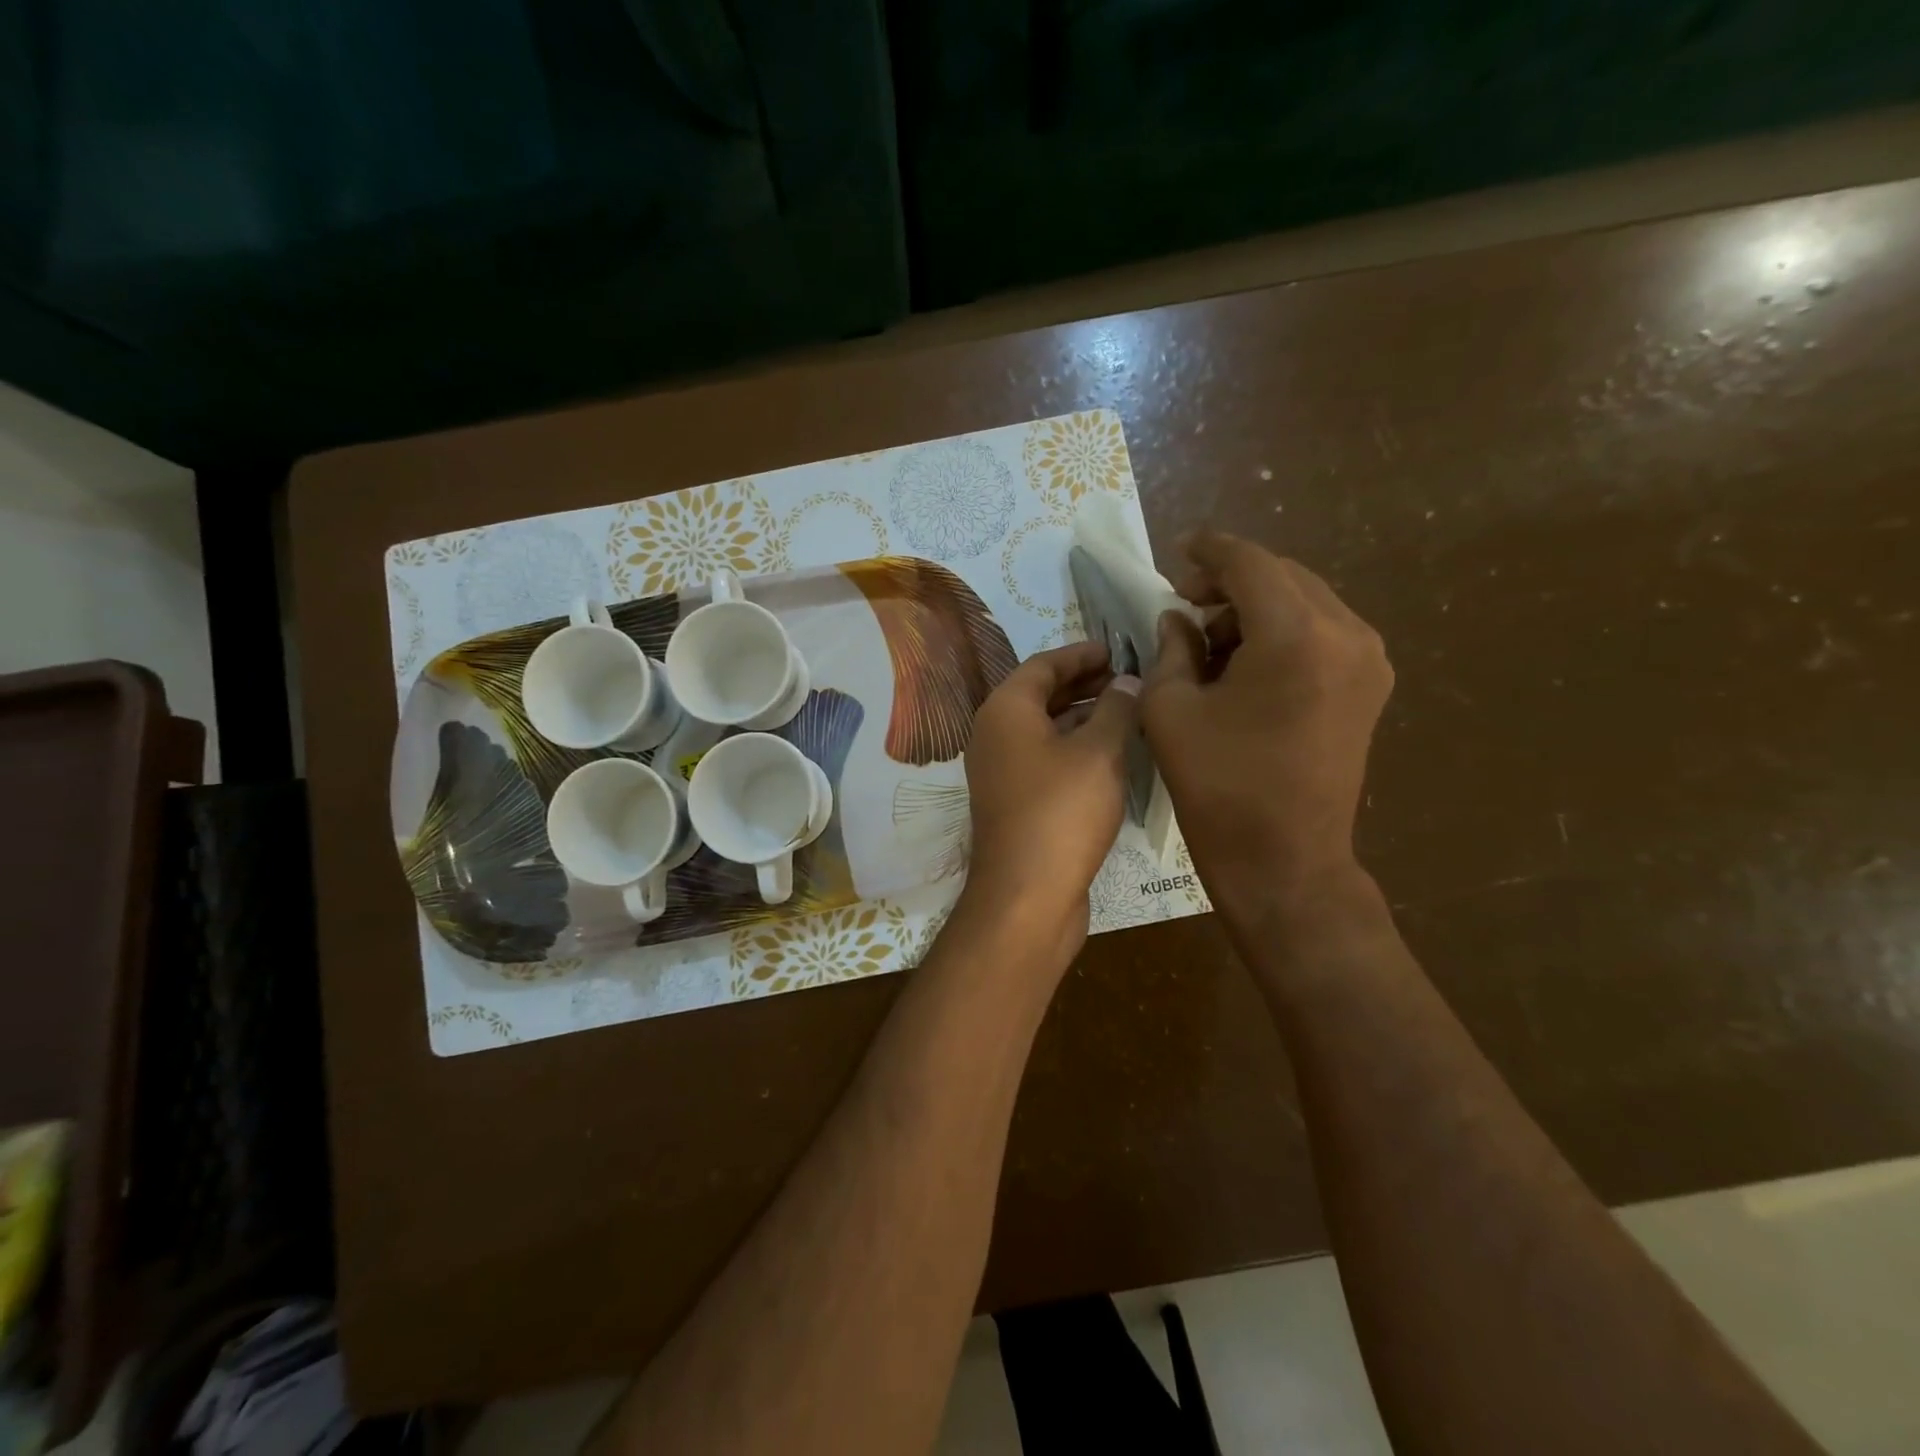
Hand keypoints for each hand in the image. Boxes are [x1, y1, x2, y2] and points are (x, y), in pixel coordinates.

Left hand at [962, 641, 1140, 966]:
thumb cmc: (1062, 811)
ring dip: (1081, 715)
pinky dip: (1073, 746)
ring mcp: (1000, 770)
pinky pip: (1044, 757)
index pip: (1043, 664)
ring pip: (1043, 728)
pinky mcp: (1013, 801)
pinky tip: (1109, 753)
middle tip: (1126, 676)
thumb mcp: (1100, 752)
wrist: (1026, 894)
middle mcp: (994, 734)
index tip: (1116, 648)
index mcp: (1004, 710)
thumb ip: (1116, 708)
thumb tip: (1127, 680)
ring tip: (1126, 709)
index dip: (1081, 653)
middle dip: (1083, 683)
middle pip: (1039, 694)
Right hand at [1142, 531, 1392, 921]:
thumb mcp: (1171, 710)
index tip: (1179, 548)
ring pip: (1305, 601)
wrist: (1285, 860)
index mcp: (1295, 634)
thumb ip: (1171, 648)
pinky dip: (1282, 631)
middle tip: (1185, 605)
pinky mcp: (1370, 686)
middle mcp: (1345, 633)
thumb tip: (1177, 618)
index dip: (1210, 550)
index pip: (1250, 564)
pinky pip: (1322, 632)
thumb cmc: (1218, 786)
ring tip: (1211, 642)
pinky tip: (1247, 663)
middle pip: (1283, 577)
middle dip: (1231, 582)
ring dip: (1256, 607)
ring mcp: (1368, 660)